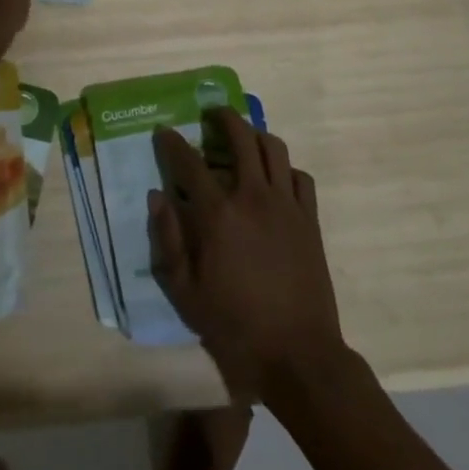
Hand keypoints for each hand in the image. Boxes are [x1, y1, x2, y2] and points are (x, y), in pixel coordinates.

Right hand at [147, 108, 347, 404]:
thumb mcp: (185, 291)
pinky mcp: (310, 219)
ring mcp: (287, 205)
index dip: (173, 143)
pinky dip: (285, 168)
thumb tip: (158, 196)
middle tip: (211, 114)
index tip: (164, 132)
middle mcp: (253, 197)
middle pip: (240, 137)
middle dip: (223, 118)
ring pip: (273, 149)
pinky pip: (301, 177)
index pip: (190, 162)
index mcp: (218, 214)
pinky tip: (275, 178)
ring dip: (255, 135)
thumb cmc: (234, 326)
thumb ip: (169, 239)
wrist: (297, 355)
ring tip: (244, 138)